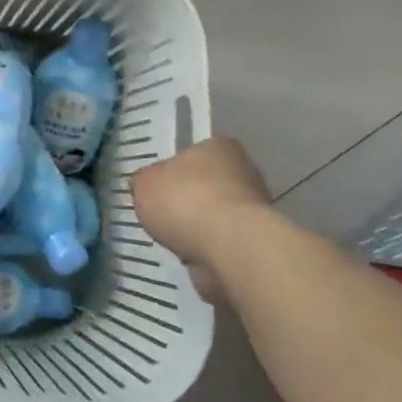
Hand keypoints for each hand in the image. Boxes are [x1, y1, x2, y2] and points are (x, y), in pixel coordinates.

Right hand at [131, 136, 270, 303]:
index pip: (191, 153)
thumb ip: (144, 181)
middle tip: (160, 215)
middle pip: (205, 184)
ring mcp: (254, 206)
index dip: (170, 170)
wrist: (229, 247)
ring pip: (214, 214)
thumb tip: (146, 185)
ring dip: (196, 227)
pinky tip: (190, 254)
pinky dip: (206, 248)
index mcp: (217, 146)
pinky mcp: (257, 239)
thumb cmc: (185, 201)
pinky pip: (221, 240)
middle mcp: (243, 170)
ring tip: (172, 240)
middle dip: (185, 201)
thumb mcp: (144, 183)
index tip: (155, 189)